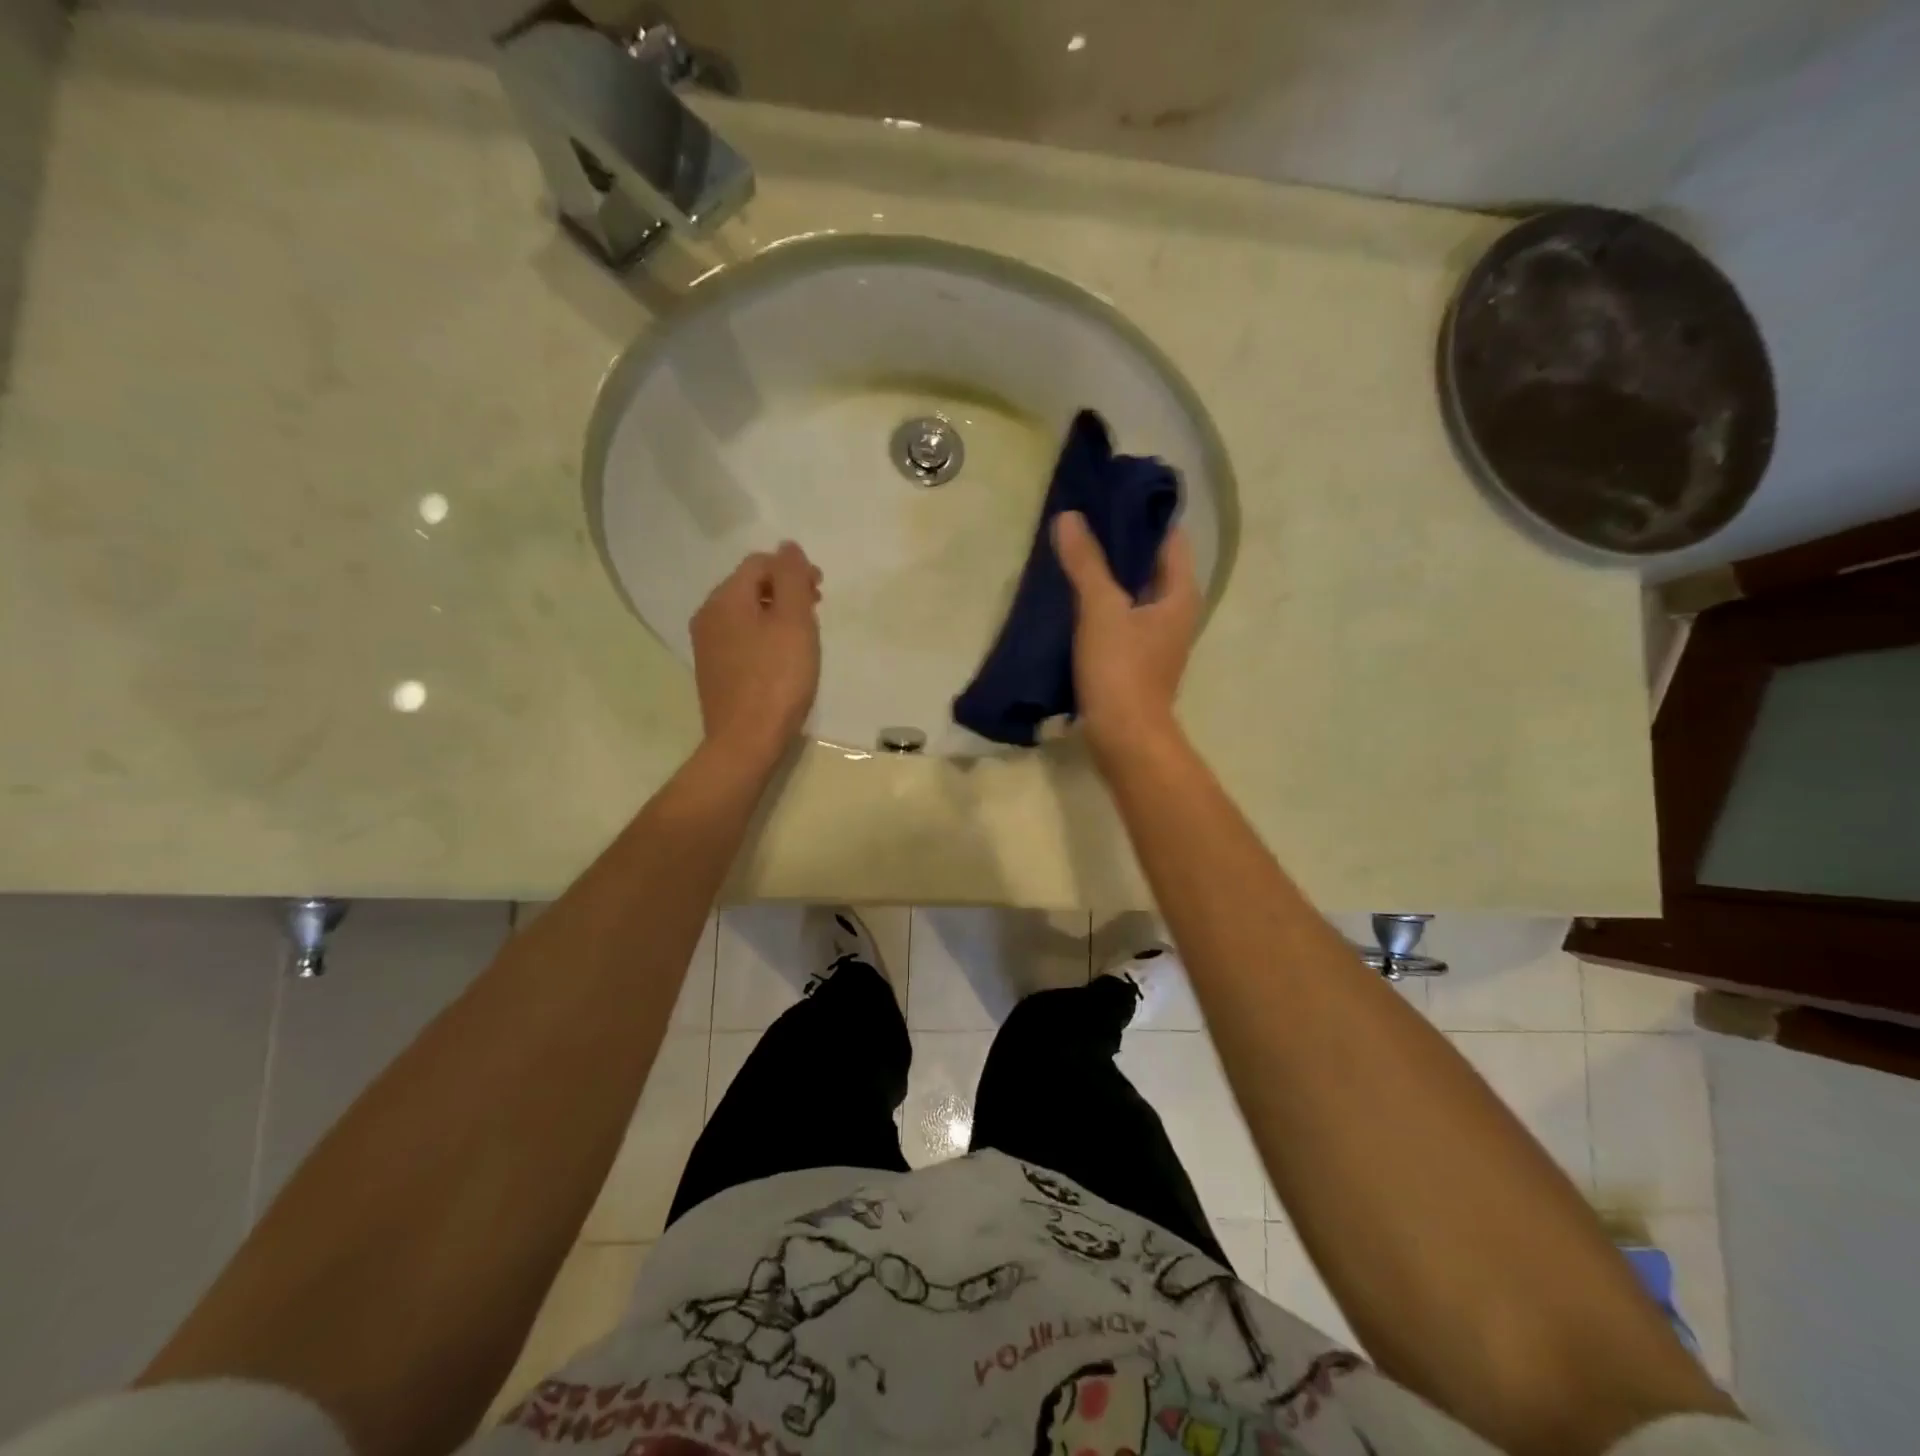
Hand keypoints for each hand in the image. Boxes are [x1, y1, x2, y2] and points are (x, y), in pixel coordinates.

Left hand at [690, 541, 822, 768]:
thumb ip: (791, 578)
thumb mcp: (794, 621)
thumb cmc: (777, 678)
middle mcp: (708, 615)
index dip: (793, 570)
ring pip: (745, 613)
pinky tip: (782, 658)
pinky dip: (764, 636)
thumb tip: (787, 546)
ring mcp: (707, 645)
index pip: (759, 563)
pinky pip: (741, 638)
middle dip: (785, 590)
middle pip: (749, 586)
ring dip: (776, 614)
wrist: (746, 741)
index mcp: (725, 598)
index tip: (820, 591)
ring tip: (803, 636)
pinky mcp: (713, 671)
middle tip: (815, 611)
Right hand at [1053, 511, 1198, 763]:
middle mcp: (1176, 612)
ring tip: (1073, 554)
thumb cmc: (1121, 669)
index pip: (1169, 538)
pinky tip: (1073, 600)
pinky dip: (1102, 605)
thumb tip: (1070, 517)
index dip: (1143, 515)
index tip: (1110, 496)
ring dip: (1109, 576)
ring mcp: (1157, 639)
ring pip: (1133, 594)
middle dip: (1121, 544)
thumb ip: (1086, 563)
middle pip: (1151, 565)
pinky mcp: (1136, 661)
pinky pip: (1121, 619)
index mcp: (1180, 594)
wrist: (1125, 738)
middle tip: (1084, 522)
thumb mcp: (1101, 610)